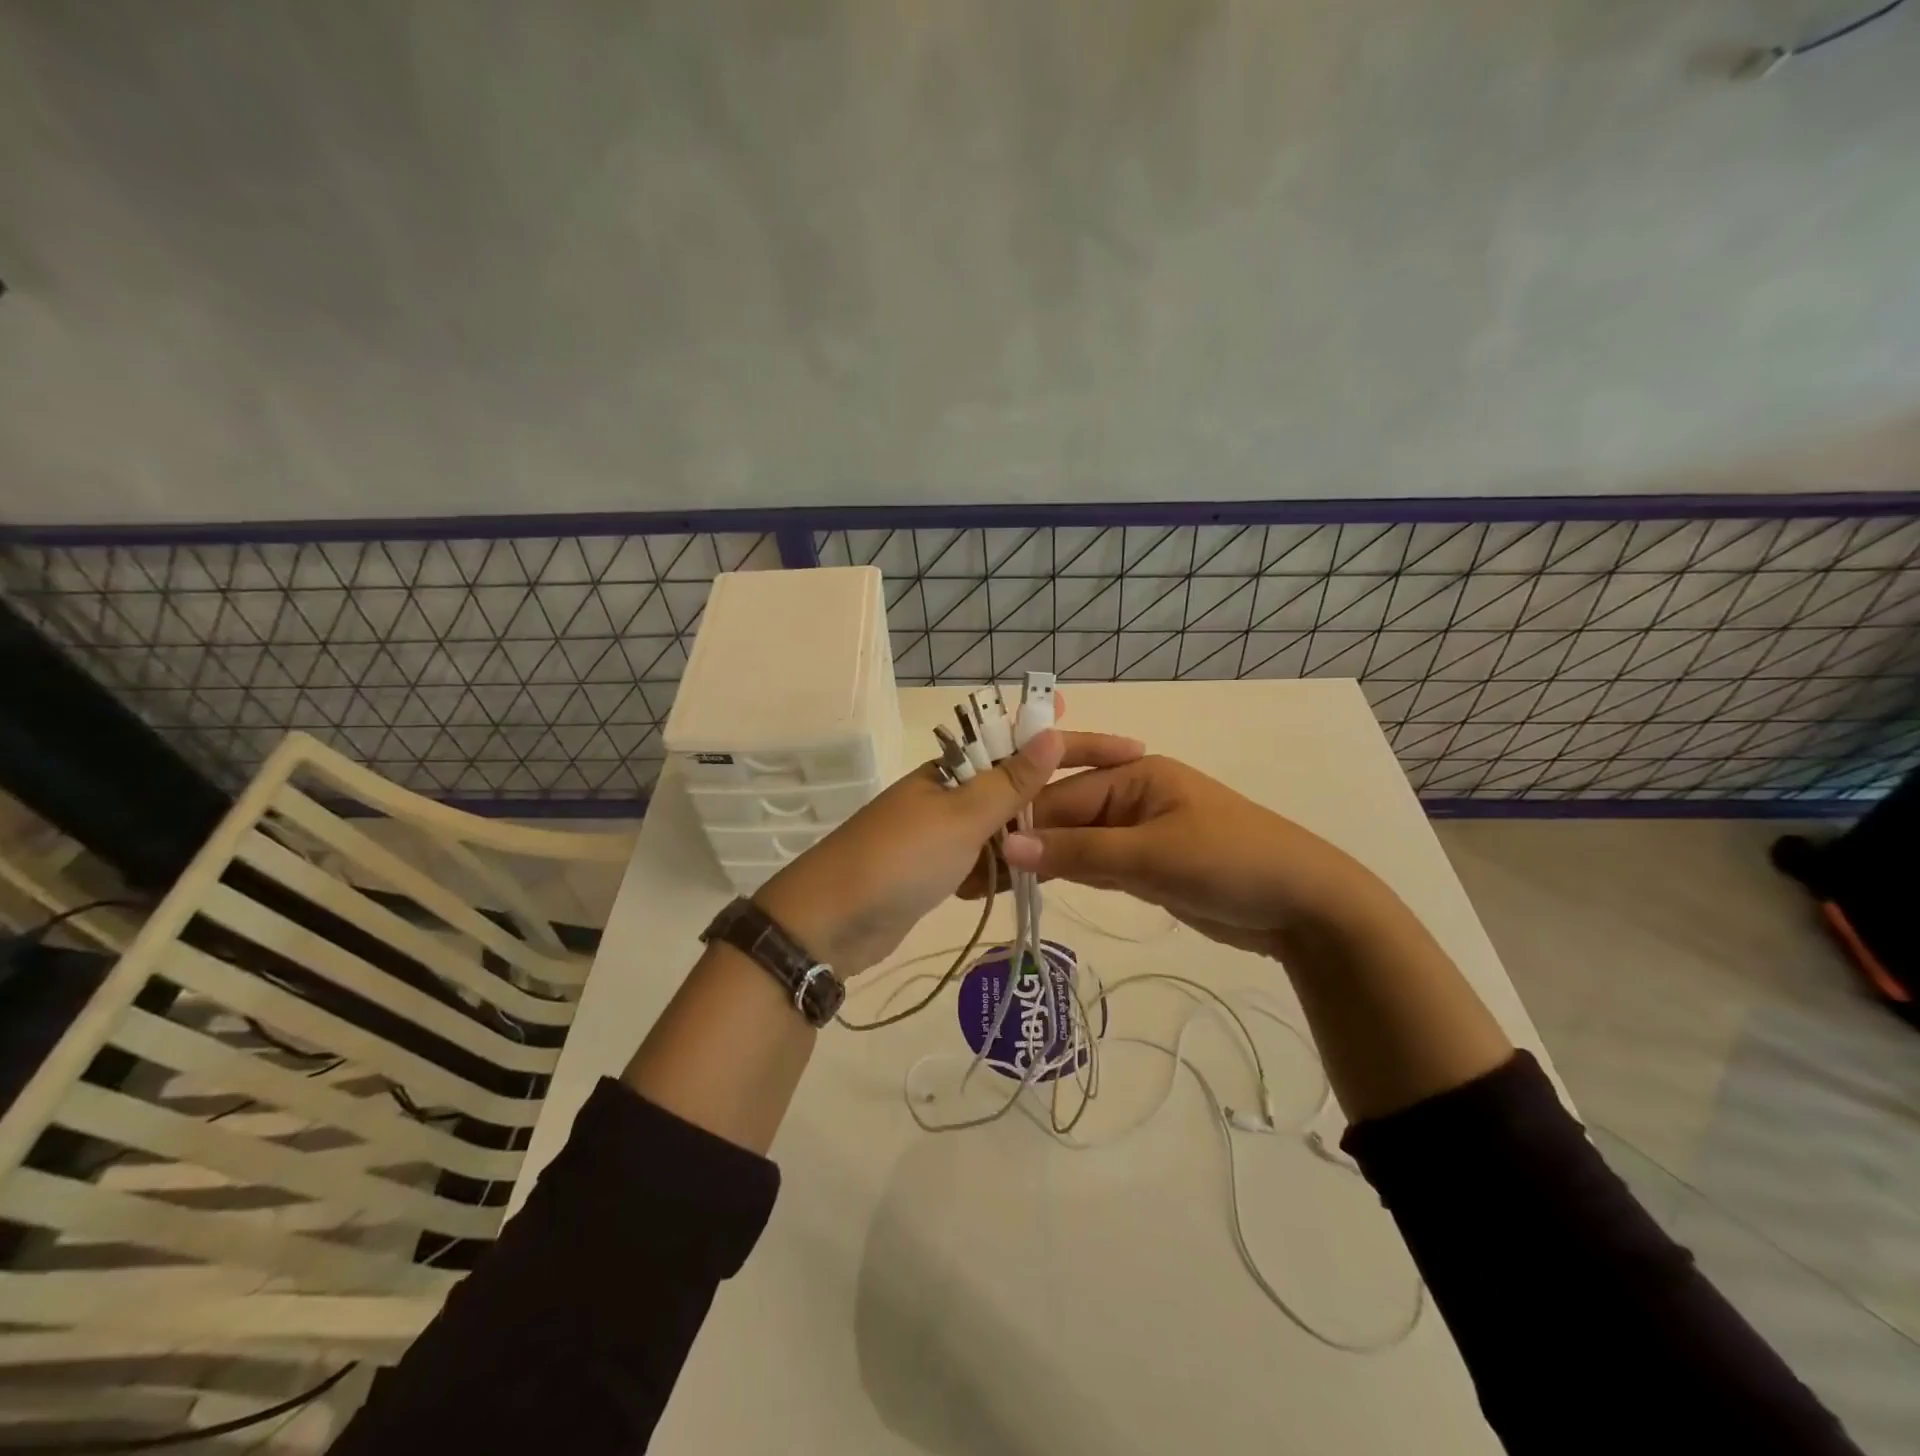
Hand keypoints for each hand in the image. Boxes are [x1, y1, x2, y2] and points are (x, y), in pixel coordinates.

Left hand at [753, 703, 1143, 976]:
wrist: (828, 924)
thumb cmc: (898, 859)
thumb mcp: (960, 817)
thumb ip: (1008, 781)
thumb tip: (1050, 728)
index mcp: (951, 770)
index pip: (1023, 744)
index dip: (1073, 742)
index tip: (1127, 747)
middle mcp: (947, 795)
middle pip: (1015, 788)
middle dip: (1056, 797)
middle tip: (1110, 811)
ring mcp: (939, 836)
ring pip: (1002, 830)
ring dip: (1032, 838)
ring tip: (1080, 850)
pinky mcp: (933, 873)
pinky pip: (983, 863)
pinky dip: (1005, 870)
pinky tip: (1030, 879)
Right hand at [970, 755, 1391, 957]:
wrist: (1306, 906)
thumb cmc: (1230, 862)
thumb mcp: (1151, 855)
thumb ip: (1078, 852)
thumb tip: (1007, 847)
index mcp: (1133, 773)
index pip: (1059, 796)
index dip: (1018, 826)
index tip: (976, 855)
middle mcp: (1131, 796)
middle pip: (1065, 818)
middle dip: (1028, 846)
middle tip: (977, 880)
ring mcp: (1139, 831)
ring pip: (1078, 844)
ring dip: (1046, 863)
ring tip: (995, 887)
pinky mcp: (1148, 864)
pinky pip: (1098, 864)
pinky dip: (1074, 876)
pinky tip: (1040, 888)